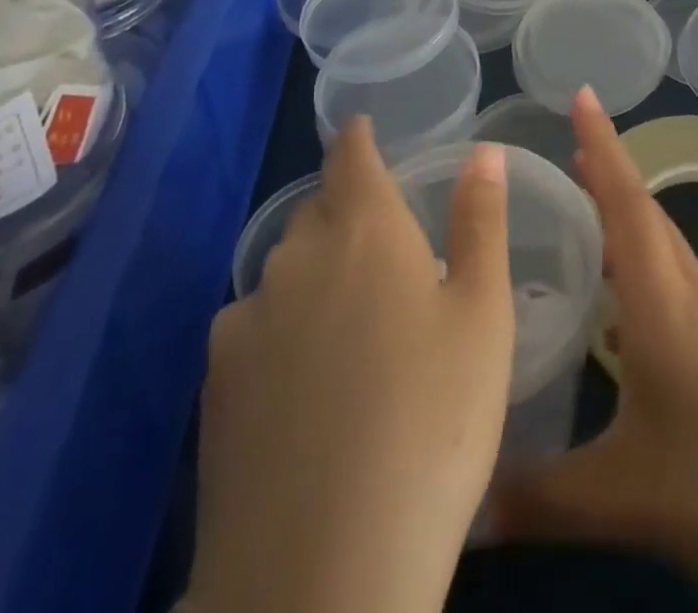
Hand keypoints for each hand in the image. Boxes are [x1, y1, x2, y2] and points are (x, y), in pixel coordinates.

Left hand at [191, 121, 514, 612]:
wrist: (321, 576)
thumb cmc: (433, 421)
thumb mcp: (483, 315)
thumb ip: (480, 222)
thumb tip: (482, 151)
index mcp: (364, 230)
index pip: (350, 155)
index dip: (356, 137)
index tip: (363, 130)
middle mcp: (295, 259)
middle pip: (317, 210)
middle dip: (345, 207)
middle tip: (383, 241)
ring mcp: (245, 324)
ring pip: (284, 270)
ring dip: (314, 270)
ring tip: (350, 316)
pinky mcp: (214, 389)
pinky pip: (254, 327)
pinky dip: (282, 327)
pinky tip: (306, 380)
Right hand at [493, 88, 697, 612]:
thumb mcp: (627, 499)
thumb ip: (541, 500)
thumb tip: (466, 511)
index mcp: (664, 302)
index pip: (627, 203)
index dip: (602, 144)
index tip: (583, 93)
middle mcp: (692, 293)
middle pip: (645, 213)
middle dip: (607, 172)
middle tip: (564, 151)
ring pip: (663, 247)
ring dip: (625, 218)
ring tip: (582, 214)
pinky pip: (675, 281)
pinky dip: (641, 266)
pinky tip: (621, 308)